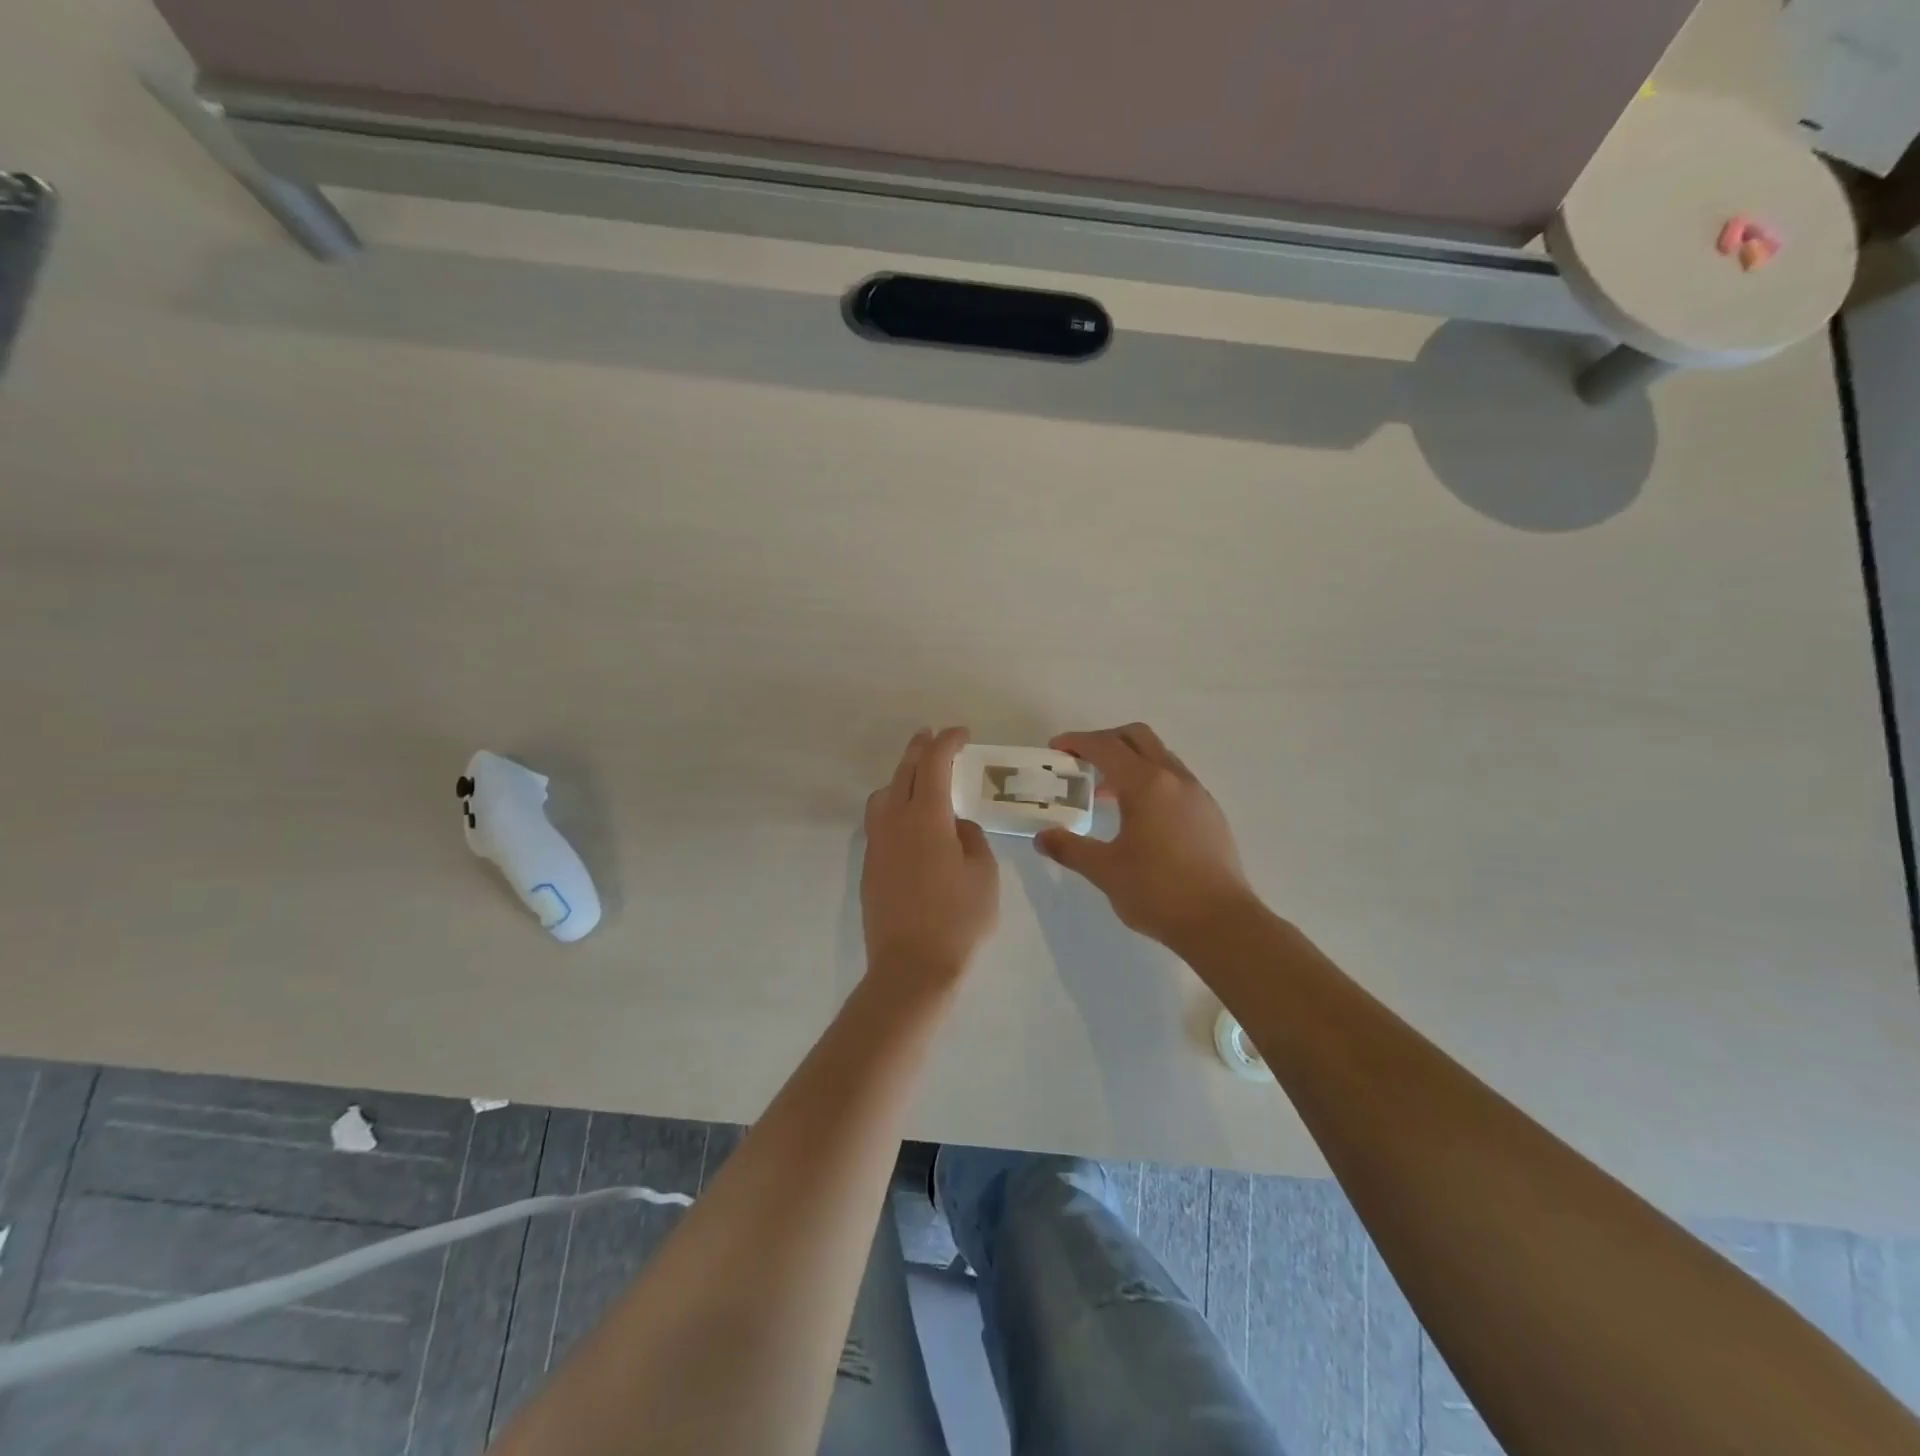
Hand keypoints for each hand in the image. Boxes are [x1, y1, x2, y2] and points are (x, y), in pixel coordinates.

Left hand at [862, 727, 998, 985]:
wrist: (911, 967)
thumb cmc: (958, 919)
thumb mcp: (983, 874)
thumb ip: (971, 839)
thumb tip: (955, 827)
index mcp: (926, 817)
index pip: (934, 764)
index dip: (947, 742)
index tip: (961, 733)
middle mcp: (895, 822)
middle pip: (904, 772)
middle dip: (920, 749)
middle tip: (933, 736)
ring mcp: (877, 844)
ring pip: (884, 795)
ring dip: (902, 777)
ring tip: (919, 779)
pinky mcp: (870, 866)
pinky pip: (879, 820)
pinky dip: (894, 805)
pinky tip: (910, 821)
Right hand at [1035, 723, 1257, 950]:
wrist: (1221, 923)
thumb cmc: (1158, 892)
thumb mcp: (1105, 871)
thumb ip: (1070, 849)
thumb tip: (1042, 837)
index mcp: (1146, 784)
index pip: (1105, 747)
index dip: (1077, 742)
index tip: (1056, 749)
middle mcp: (1174, 778)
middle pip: (1137, 737)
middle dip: (1106, 741)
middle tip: (1081, 762)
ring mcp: (1197, 794)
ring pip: (1159, 757)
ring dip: (1129, 762)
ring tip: (1106, 793)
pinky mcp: (1210, 813)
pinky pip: (1174, 779)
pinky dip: (1150, 781)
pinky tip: (1138, 816)